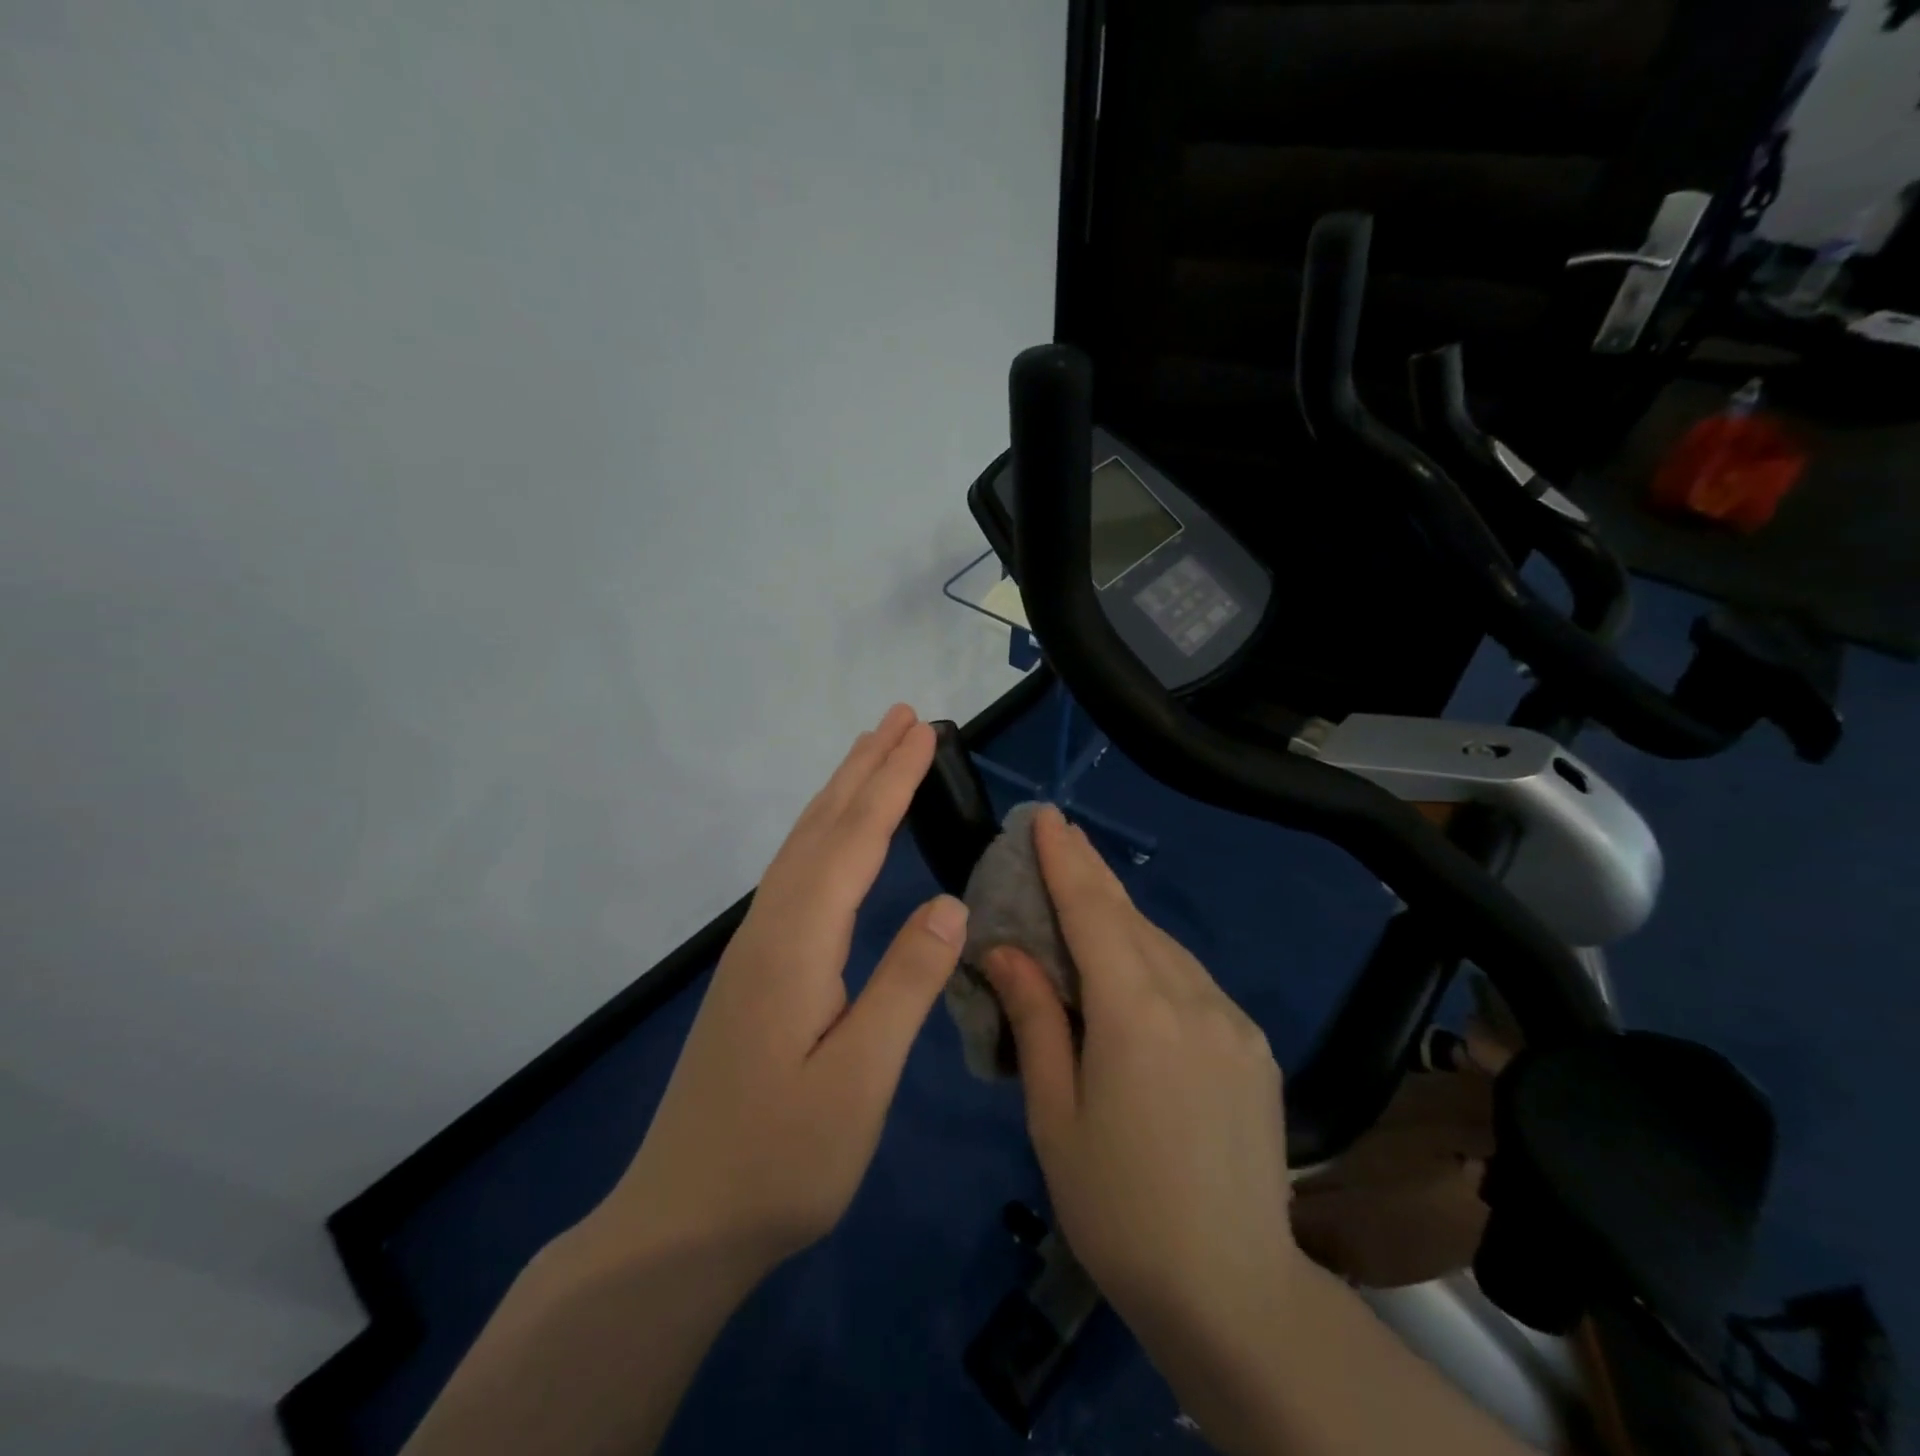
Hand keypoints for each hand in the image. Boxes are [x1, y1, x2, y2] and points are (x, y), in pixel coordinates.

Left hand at [598, 703, 967, 1280]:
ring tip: (875, 753)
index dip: (892, 782)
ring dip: (842, 791)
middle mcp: (770, 927)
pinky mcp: (756, 968)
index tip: (923, 732)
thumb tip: (949, 902)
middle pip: (821, 826)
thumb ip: (905, 984)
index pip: (854, 840)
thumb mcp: (859, 1081)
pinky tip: (837, 836)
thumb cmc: (780, 1160)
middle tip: (903, 716)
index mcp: (796, 944)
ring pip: (803, 846)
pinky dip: (825, 832)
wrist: (683, 1221)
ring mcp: (755, 946)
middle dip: (865, 766)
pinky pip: (796, 873)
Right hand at [983, 806, 1300, 1357]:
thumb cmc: (1119, 1208)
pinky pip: (1192, 979)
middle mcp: (1191, 998)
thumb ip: (1036, 1019)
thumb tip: (1005, 950)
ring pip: (1164, 945)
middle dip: (1092, 872)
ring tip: (1085, 895)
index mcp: (1136, 1014)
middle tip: (1060, 835)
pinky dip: (1153, 957)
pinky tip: (1132, 965)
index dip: (1066, 861)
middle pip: (1131, 918)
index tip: (1047, 817)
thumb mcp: (1056, 1115)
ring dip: (1121, 916)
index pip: (1093, 913)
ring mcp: (1232, 1019)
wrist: (1233, 1290)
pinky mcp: (1252, 1044)